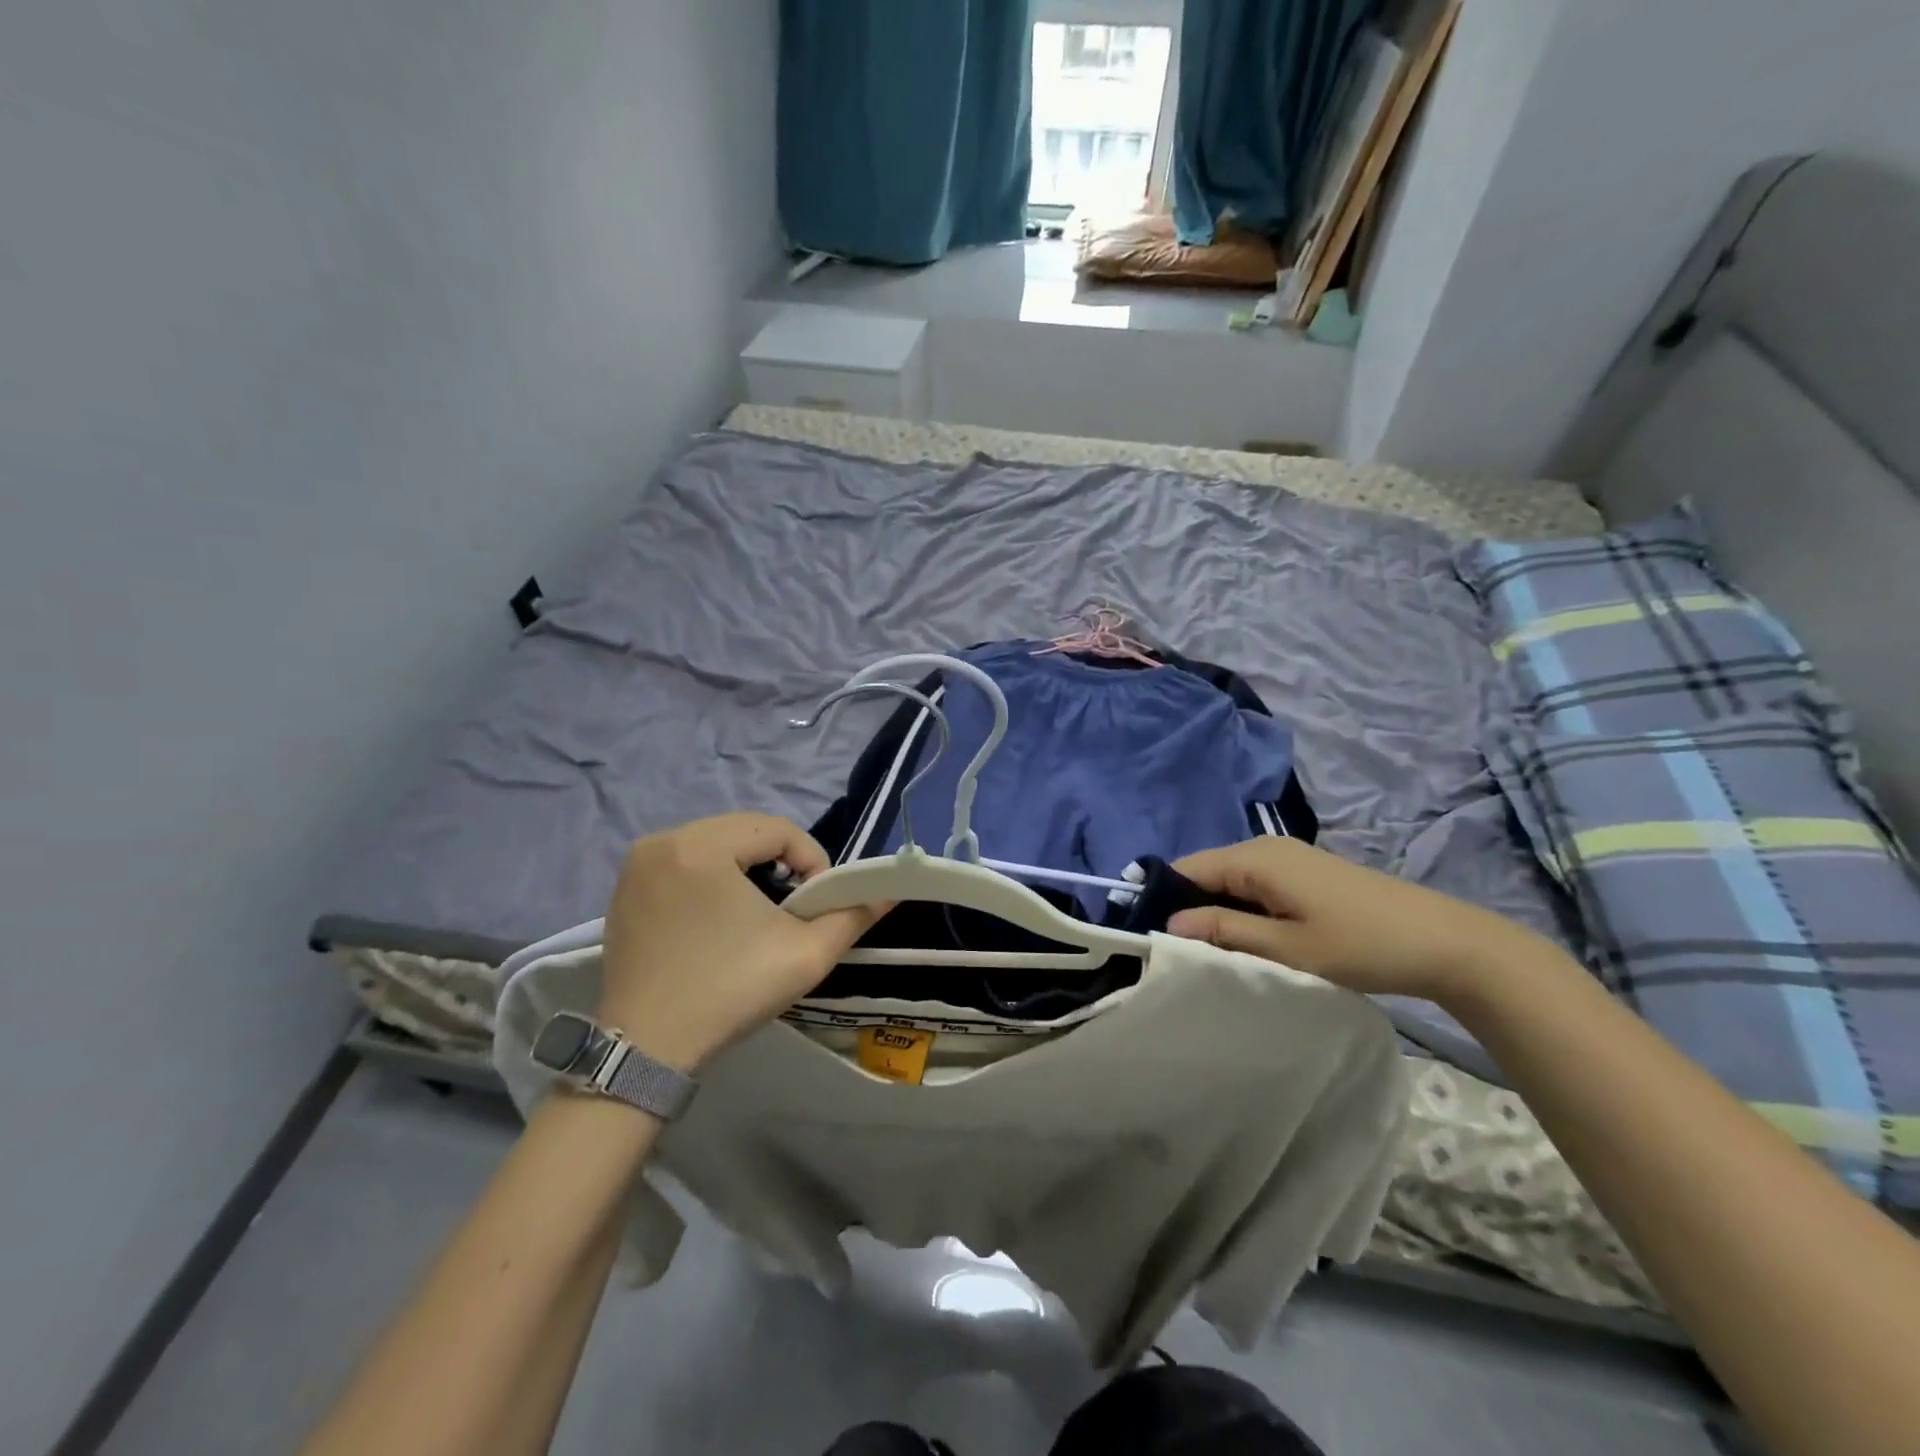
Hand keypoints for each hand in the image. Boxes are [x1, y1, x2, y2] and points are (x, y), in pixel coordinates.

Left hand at [595, 814, 887, 1071]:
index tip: (818, 903)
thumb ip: (852, 916)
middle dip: (779, 862)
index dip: (812, 860)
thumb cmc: (729, 991)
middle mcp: (664, 841)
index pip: (778, 829)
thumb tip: (888, 893)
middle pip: (745, 832)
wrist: (645, 1050)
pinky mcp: (624, 890)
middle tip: (793, 907)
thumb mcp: (805, 954)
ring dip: (746, 868)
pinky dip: (710, 879)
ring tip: (759, 913)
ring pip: (714, 845)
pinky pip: (683, 865)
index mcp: (703, 845)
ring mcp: (638, 865)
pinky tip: (718, 922)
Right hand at [1169, 838, 1554, 1004]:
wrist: (1446, 942)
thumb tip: (1170, 923)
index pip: (1187, 868)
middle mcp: (1265, 847)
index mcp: (1255, 858)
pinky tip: (1245, 938)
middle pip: (1206, 872)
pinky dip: (1241, 908)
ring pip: (1230, 879)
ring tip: (1207, 950)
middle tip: (1176, 951)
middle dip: (1188, 906)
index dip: (1162, 897)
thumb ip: (1225, 930)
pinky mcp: (1305, 872)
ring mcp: (1288, 857)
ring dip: (1216, 910)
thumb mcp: (1288, 947)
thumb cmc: (1361, 945)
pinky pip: (1254, 883)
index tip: (1146, 935)